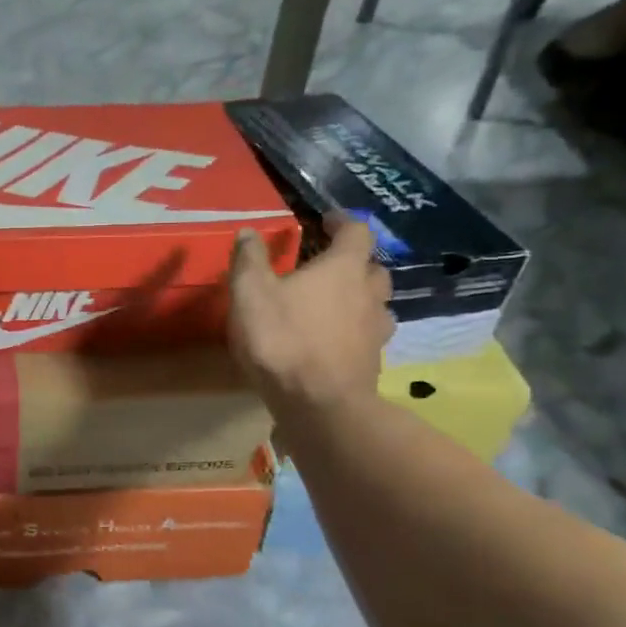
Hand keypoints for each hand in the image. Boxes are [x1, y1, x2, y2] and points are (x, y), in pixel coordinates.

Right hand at [228, 217, 392, 413]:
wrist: (318, 405)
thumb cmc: (283, 340)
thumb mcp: (250, 294)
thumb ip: (249, 260)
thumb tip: (249, 232)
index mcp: (343, 269)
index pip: (356, 232)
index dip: (342, 222)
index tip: (326, 221)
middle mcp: (369, 294)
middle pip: (372, 268)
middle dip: (353, 263)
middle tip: (327, 267)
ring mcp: (376, 330)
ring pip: (376, 304)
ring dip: (359, 299)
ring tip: (333, 306)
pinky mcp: (373, 362)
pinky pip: (369, 336)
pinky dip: (355, 332)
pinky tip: (334, 342)